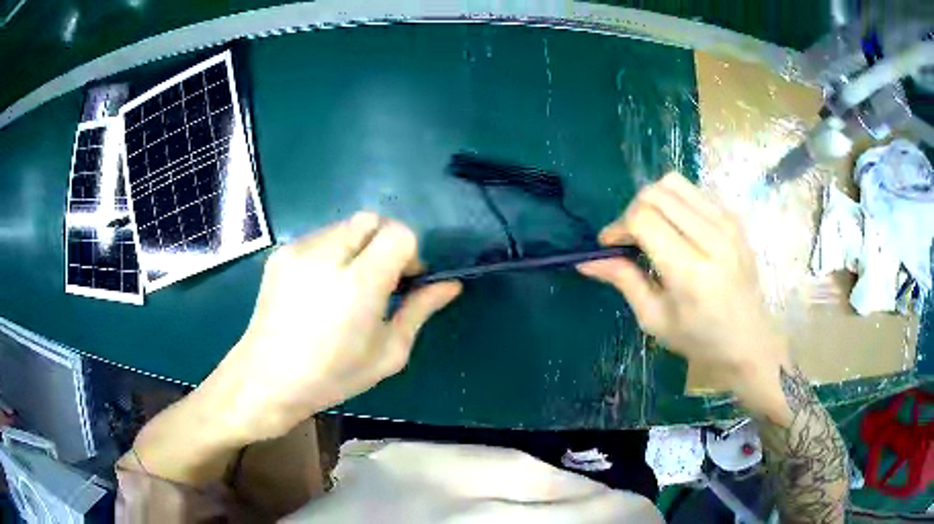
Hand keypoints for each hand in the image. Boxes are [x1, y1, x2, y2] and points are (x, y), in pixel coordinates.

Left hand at [202, 212, 460, 442]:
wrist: (267, 378)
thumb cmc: (333, 375)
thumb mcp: (388, 353)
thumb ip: (421, 310)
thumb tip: (451, 285)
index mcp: (358, 283)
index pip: (399, 234)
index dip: (409, 252)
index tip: (405, 281)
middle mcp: (326, 255)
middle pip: (372, 220)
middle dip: (386, 242)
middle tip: (380, 280)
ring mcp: (298, 250)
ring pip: (346, 226)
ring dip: (359, 246)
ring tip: (349, 285)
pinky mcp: (281, 253)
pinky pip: (321, 237)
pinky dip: (334, 251)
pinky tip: (324, 286)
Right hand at [578, 173, 789, 392]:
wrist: (749, 339)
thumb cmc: (700, 339)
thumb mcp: (655, 319)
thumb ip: (624, 281)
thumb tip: (586, 261)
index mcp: (691, 272)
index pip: (644, 219)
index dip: (618, 226)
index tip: (610, 245)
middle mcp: (712, 238)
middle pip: (656, 193)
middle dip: (632, 211)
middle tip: (630, 239)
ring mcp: (727, 223)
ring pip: (674, 183)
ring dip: (653, 201)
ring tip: (652, 229)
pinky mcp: (734, 218)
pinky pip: (694, 191)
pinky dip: (675, 202)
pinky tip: (677, 229)